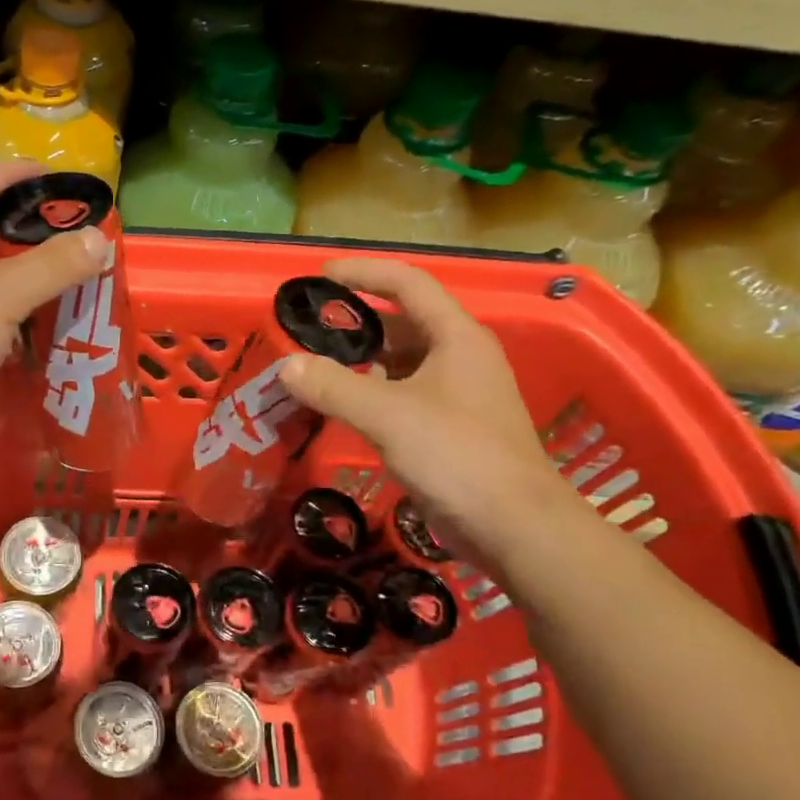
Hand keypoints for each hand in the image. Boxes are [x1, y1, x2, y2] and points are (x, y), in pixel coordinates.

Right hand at [279, 257, 584, 570]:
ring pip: (403, 364)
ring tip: (316, 369)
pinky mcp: (451, 428)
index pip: (408, 284)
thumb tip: (286, 366)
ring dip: (362, 362)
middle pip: (404, 324)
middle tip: (309, 331)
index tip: (321, 277)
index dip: (364, 274)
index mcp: (456, 337)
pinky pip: (404, 396)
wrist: (514, 526)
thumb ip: (333, 386)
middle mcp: (461, 357)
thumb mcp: (388, 415)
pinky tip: (344, 409)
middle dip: (357, 324)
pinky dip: (372, 394)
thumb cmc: (457, 455)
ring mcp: (459, 395)